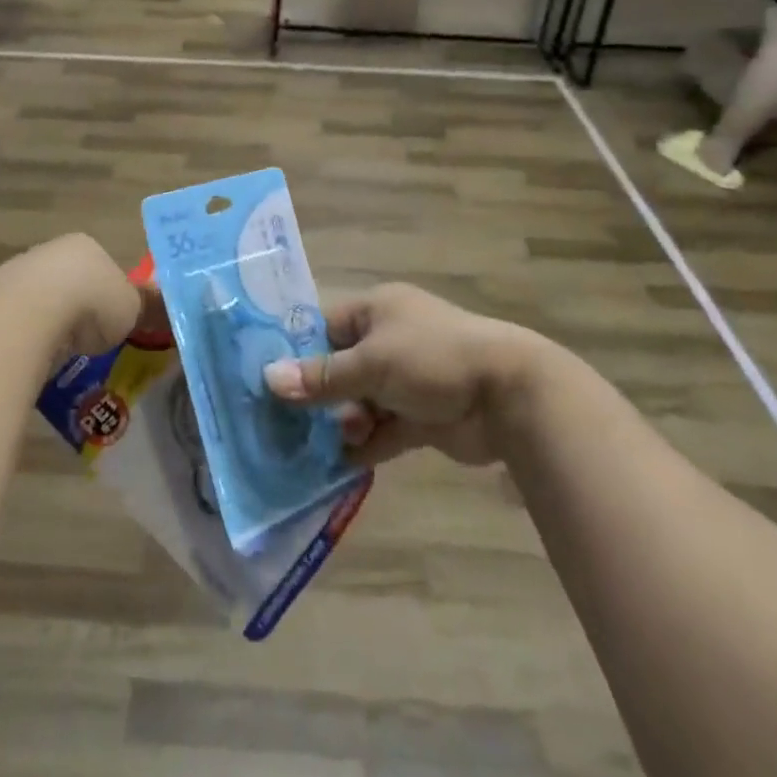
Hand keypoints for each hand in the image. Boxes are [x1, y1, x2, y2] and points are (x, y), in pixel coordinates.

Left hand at [2, 234, 159, 367]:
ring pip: (39, 301)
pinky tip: (31, 358)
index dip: (109, 297)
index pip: (102, 268)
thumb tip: (148, 309)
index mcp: (87, 247)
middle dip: (76, 310)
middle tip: (85, 341)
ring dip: (48, 325)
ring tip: (58, 356)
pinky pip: (15, 322)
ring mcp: (16, 273)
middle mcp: (50, 251)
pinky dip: (24, 339)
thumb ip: (139, 307)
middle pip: (68, 282)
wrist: (29, 313)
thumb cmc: (91, 304)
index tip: (111, 323)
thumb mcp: (132, 309)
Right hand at [262, 283, 539, 466]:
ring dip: (345, 424)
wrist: (508, 396)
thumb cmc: (432, 359)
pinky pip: (383, 430)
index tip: (270, 382)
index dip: (297, 352)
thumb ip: (321, 377)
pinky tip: (341, 465)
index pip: (324, 327)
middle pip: (340, 368)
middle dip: (320, 397)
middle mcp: (389, 340)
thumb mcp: (371, 363)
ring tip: (334, 444)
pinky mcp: (422, 417)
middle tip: (294, 423)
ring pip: (360, 403)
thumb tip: (268, 379)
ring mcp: (407, 380)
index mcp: (377, 310)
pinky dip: (366, 446)